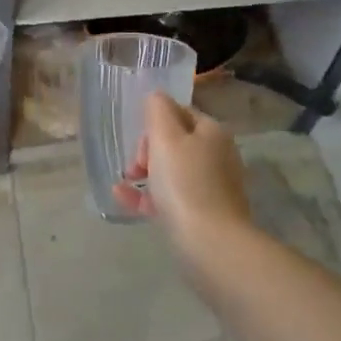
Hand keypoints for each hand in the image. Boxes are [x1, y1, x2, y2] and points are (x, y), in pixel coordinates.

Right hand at [112, 94, 254, 243]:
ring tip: (124, 183)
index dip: (154, 123)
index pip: (179, 113)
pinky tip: (123, 198)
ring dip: (144, 173)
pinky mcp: (204, 213)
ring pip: (171, 170)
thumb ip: (158, 111)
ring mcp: (212, 186)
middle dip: (147, 150)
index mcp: (212, 132)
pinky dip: (148, 195)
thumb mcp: (166, 138)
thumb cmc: (185, 183)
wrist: (211, 243)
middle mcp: (217, 155)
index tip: (139, 142)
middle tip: (135, 166)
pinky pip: (171, 196)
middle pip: (175, 142)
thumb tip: (156, 97)